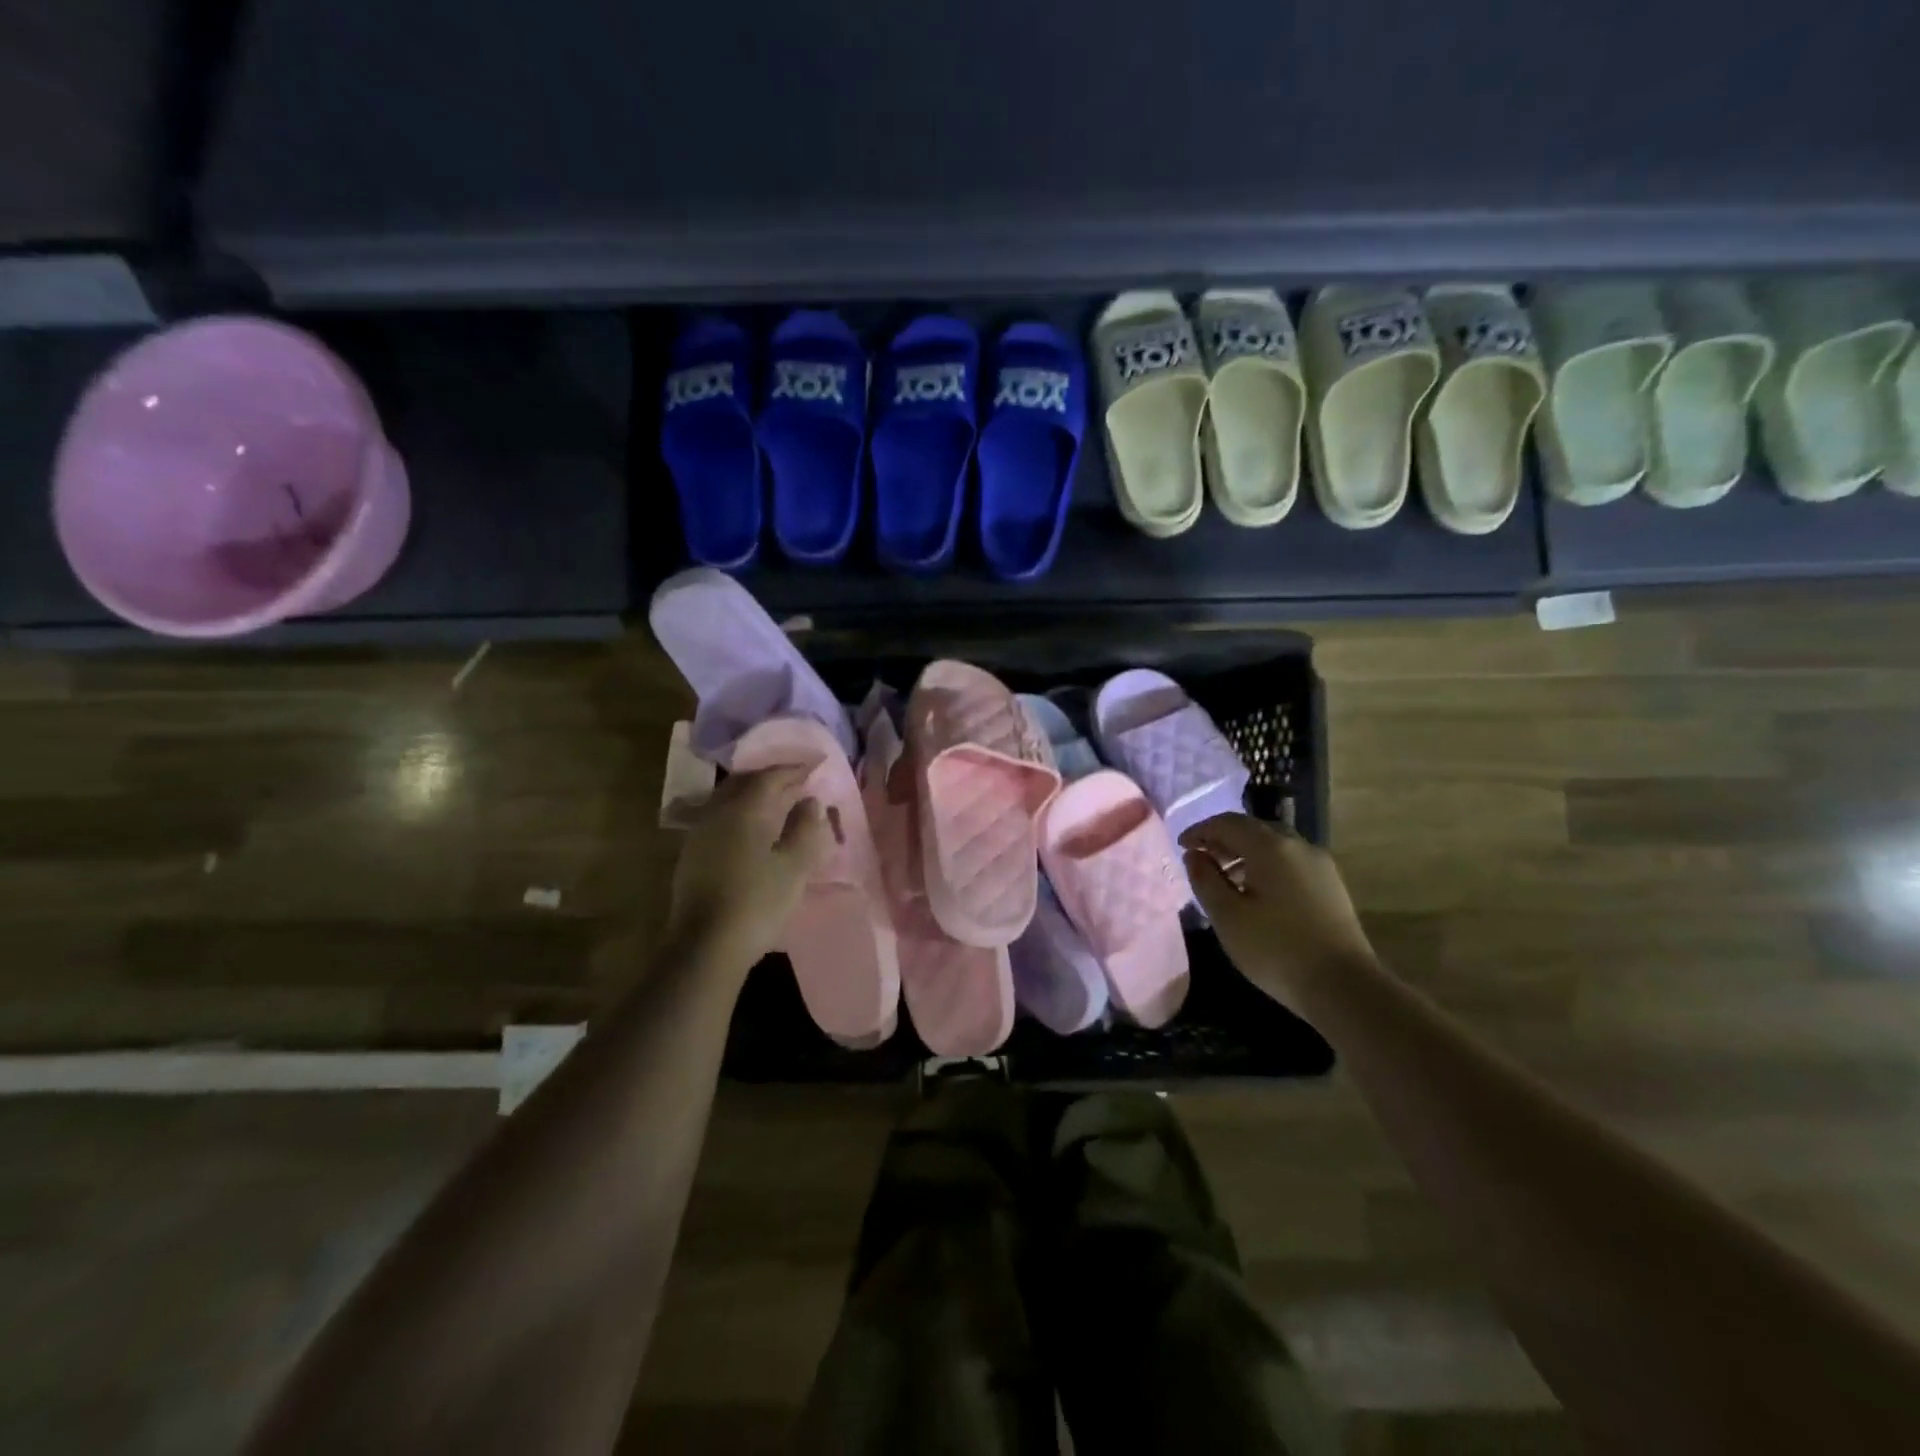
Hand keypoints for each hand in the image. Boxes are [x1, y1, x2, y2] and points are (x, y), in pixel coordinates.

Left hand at [668, 765, 829, 976]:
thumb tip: (810, 802)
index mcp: (742, 810)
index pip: (770, 777)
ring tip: (778, 804)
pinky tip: (754, 830)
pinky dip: (742, 815)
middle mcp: (716, 814)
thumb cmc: (758, 901)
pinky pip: (721, 820)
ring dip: (754, 796)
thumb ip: (805, 828)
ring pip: (729, 801)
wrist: (707, 947)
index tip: (815, 765)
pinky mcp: (692, 857)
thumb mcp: (794, 865)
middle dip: (771, 779)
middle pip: (744, 783)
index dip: (794, 769)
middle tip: (796, 782)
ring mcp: (699, 835)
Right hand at [1180, 814, 1376, 1009]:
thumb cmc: (1276, 950)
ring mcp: (1319, 864)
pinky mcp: (1331, 885)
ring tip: (1225, 878)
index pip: (1227, 822)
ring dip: (1244, 853)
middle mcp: (1298, 846)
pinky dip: (1266, 866)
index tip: (1182, 846)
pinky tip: (1256, 893)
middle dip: (1223, 839)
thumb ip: (1205, 879)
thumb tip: (1194, 855)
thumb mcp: (1227, 916)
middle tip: (1201, 859)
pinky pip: (1290, 861)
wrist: (1344, 986)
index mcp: (1270, 847)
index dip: (1200, 830)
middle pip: (1253, 829)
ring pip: (1274, 845)